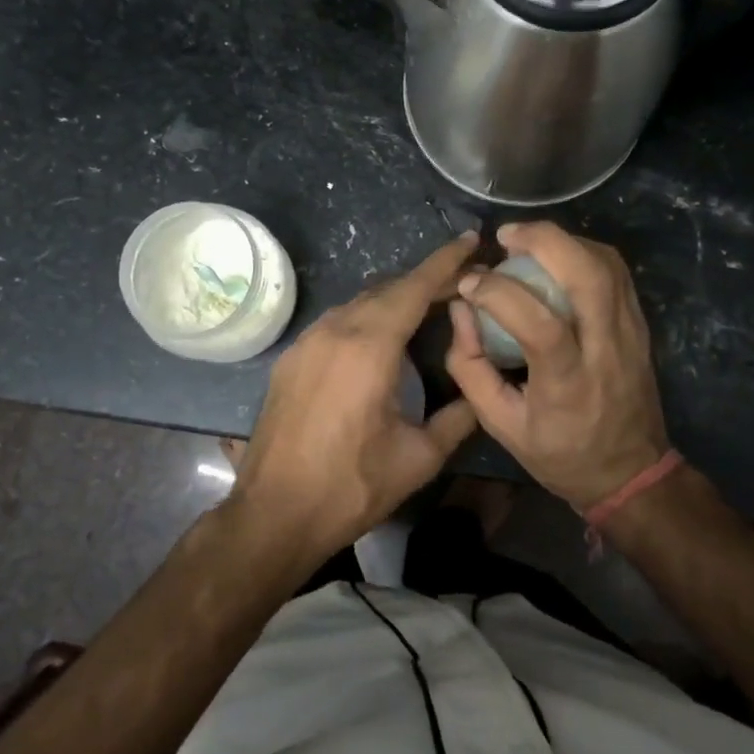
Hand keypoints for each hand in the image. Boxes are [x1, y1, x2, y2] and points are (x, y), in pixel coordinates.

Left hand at [227, 234, 479, 562]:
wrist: (274, 513)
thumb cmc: (351, 486)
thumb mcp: (419, 457)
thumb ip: (458, 417)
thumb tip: (479, 392)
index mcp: (370, 346)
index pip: (415, 287)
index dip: (446, 262)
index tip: (470, 239)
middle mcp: (335, 330)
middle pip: (388, 289)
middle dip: (426, 281)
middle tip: (461, 285)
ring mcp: (307, 341)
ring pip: (360, 303)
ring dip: (395, 299)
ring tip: (427, 309)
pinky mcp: (291, 358)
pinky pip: (337, 322)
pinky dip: (367, 317)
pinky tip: (382, 338)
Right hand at [446, 222, 668, 511]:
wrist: (631, 472)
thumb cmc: (560, 453)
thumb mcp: (501, 425)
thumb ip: (471, 367)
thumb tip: (460, 309)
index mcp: (569, 384)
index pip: (540, 324)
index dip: (499, 293)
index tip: (469, 283)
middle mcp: (606, 350)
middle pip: (588, 276)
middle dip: (544, 241)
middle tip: (505, 236)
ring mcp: (631, 333)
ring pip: (607, 264)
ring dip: (564, 241)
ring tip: (526, 242)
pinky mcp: (640, 325)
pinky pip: (616, 272)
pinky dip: (584, 252)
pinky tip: (556, 256)